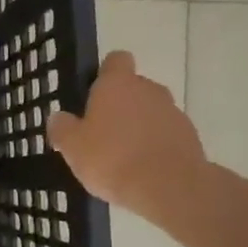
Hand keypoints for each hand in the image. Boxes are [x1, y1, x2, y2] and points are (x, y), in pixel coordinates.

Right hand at [48, 50, 209, 225]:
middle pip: (133, 88)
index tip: (93, 94)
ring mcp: (172, 111)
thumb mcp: (72, 147)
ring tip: (122, 157)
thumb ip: (62, 128)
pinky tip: (143, 170)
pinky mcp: (189, 136)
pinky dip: (155, 145)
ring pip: (150, 112)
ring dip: (138, 127)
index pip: (115, 60)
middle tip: (101, 133)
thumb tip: (58, 117)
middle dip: (120, 106)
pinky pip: (165, 134)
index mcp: (117, 84)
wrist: (168, 187)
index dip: (104, 73)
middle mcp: (148, 89)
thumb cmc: (112, 159)